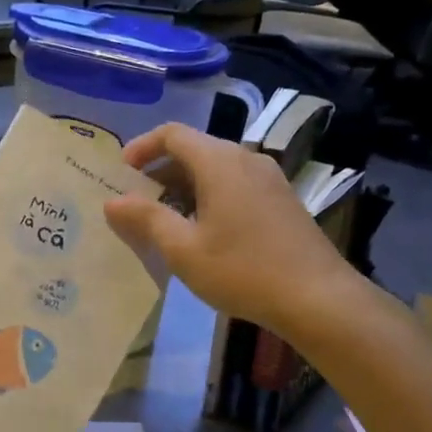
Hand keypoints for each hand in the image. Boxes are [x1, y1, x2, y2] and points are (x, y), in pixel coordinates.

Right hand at [103, 123, 359, 339]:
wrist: (318, 297)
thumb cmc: (242, 270)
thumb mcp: (183, 249)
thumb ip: (146, 219)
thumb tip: (113, 201)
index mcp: (220, 162)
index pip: (173, 134)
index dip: (142, 147)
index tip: (122, 172)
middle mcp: (246, 159)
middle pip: (195, 148)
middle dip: (161, 169)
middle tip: (137, 200)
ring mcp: (269, 178)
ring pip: (216, 168)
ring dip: (185, 185)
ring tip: (165, 218)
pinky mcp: (282, 199)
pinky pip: (236, 183)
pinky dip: (209, 194)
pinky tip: (203, 229)